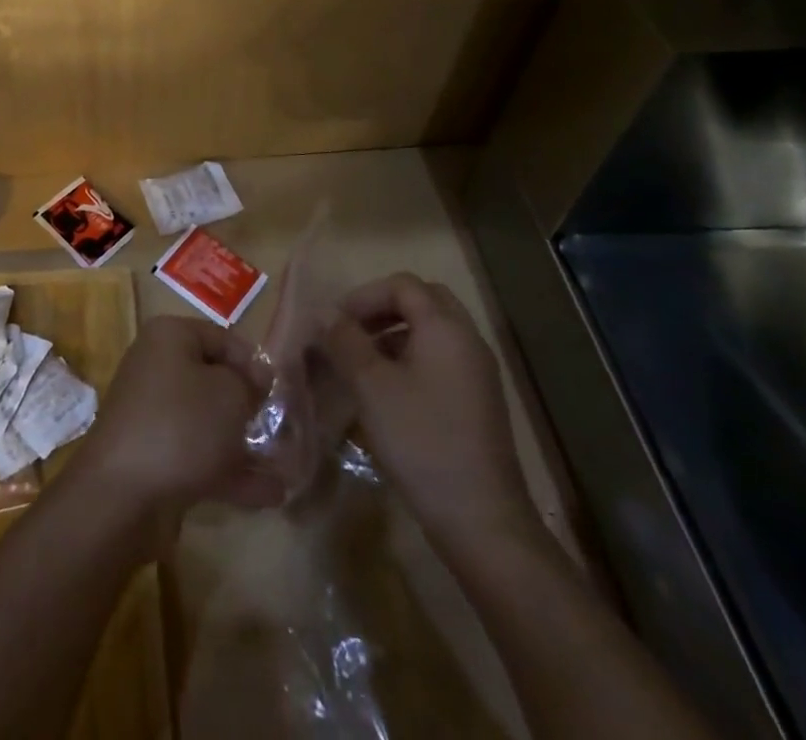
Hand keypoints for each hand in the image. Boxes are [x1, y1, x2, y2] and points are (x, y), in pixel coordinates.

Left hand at [67, 316, 281, 541]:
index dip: (253, 363)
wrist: (122, 493)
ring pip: (208, 422)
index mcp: (170, 337)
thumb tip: (256, 377)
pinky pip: (199, 455)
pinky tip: (270, 494)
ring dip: (244, 444)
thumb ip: (249, 382)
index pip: (222, 338)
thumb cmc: (182, 425)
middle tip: (284, 429)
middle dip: (249, 407)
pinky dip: (230, 472)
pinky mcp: (154, 456)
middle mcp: (157, 367)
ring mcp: (153, 414)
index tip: (279, 392)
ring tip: (286, 467)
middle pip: (213, 380)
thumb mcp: (230, 394)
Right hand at [323, 274, 538, 553]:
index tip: (335, 323)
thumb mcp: (371, 386)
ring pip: (433, 332)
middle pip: (424, 301)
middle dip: (383, 309)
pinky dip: (412, 359)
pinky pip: (442, 360)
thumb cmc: (421, 440)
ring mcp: (478, 373)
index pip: (403, 285)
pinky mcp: (478, 402)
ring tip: (363, 363)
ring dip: (396, 334)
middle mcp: (467, 341)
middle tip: (352, 332)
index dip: (364, 296)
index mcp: (445, 328)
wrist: (480, 519)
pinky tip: (388, 392)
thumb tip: (325, 314)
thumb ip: (345, 341)